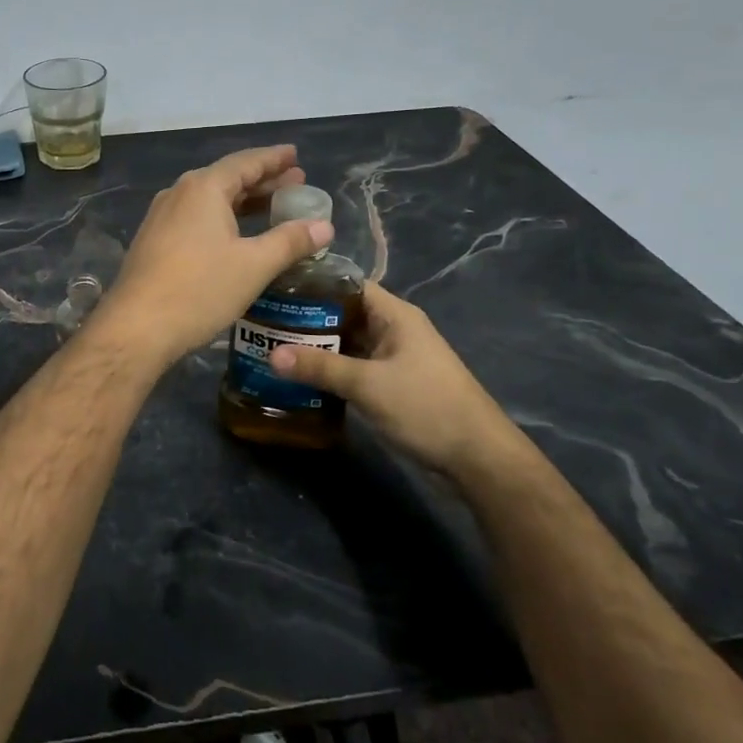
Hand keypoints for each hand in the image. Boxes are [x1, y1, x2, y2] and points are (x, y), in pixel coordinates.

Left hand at [99, 145, 332, 369]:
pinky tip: (235, 236)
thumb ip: (290, 241)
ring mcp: (162, 217)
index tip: (295, 155)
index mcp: (204, 188)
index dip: (273, 159)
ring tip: (272, 207)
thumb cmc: (200, 289)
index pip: (245, 162)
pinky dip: (222, 219)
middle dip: (262, 181)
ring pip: (210, 200)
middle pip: (227, 179)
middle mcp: (179, 193)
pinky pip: (195, 218)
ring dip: (242, 201)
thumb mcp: (254, 265)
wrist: (137, 326)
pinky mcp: (154, 241)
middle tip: (294, 183)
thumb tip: (325, 225)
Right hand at [273, 282, 519, 476]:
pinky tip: (300, 378)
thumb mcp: (368, 385)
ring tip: (273, 347)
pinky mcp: (392, 385)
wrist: (477, 459)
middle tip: (265, 321)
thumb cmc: (426, 407)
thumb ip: (320, 367)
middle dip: (307, 318)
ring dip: (316, 347)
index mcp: (395, 315)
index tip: (276, 288)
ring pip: (347, 343)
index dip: (313, 284)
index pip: (348, 285)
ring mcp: (394, 359)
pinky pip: (354, 368)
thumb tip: (271, 355)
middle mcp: (394, 330)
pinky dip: (330, 371)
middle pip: (344, 314)